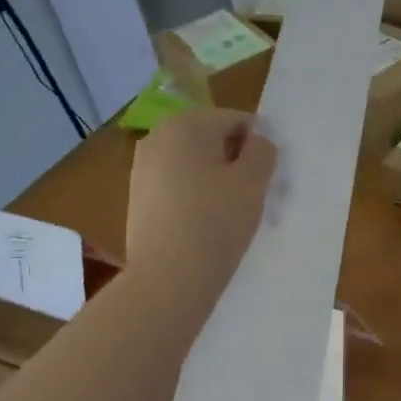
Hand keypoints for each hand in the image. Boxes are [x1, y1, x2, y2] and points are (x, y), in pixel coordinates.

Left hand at [126, 109, 277, 318]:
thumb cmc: (216, 223)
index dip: (258, 148)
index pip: (238, 121)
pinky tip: (202, 225)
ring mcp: (142, 166)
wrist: (167, 279)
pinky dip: (193, 196)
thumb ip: (262, 150)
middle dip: (233, 161)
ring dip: (214, 179)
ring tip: (226, 214)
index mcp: (187, 123)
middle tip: (249, 197)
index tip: (264, 180)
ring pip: (193, 163)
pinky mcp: (137, 196)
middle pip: (212, 139)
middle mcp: (157, 135)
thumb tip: (256, 143)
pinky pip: (176, 185)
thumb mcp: (253, 182)